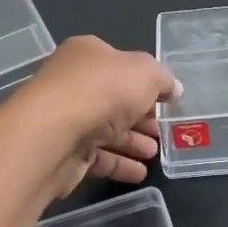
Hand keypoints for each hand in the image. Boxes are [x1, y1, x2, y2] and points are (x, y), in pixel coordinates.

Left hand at [5, 36, 181, 192]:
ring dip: (132, 141)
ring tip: (154, 153)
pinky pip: (97, 157)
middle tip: (163, 130)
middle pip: (113, 99)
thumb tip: (173, 88)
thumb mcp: (146, 73)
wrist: (54, 134)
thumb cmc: (102, 90)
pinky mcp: (63, 152)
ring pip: (105, 129)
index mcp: (88, 54)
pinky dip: (119, 163)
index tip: (166, 100)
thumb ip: (163, 79)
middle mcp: (73, 82)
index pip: (120, 64)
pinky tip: (139, 173)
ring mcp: (66, 118)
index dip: (145, 82)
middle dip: (141, 115)